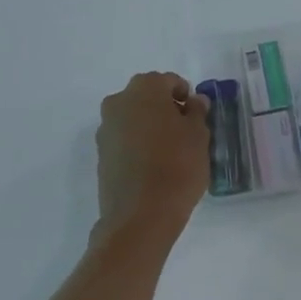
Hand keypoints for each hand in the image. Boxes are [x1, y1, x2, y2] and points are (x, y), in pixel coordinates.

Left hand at [94, 72, 209, 247]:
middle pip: (148, 97)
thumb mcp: (199, 135)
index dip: (186, 97)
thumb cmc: (176, 166)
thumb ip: (197, 112)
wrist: (140, 217)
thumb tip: (194, 102)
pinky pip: (124, 140)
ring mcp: (106, 129)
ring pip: (134, 118)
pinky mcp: (101, 156)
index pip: (169, 82)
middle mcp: (119, 101)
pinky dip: (138, 145)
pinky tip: (152, 166)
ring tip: (169, 152)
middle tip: (184, 132)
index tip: (197, 117)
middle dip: (165, 109)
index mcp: (145, 88)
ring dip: (150, 126)